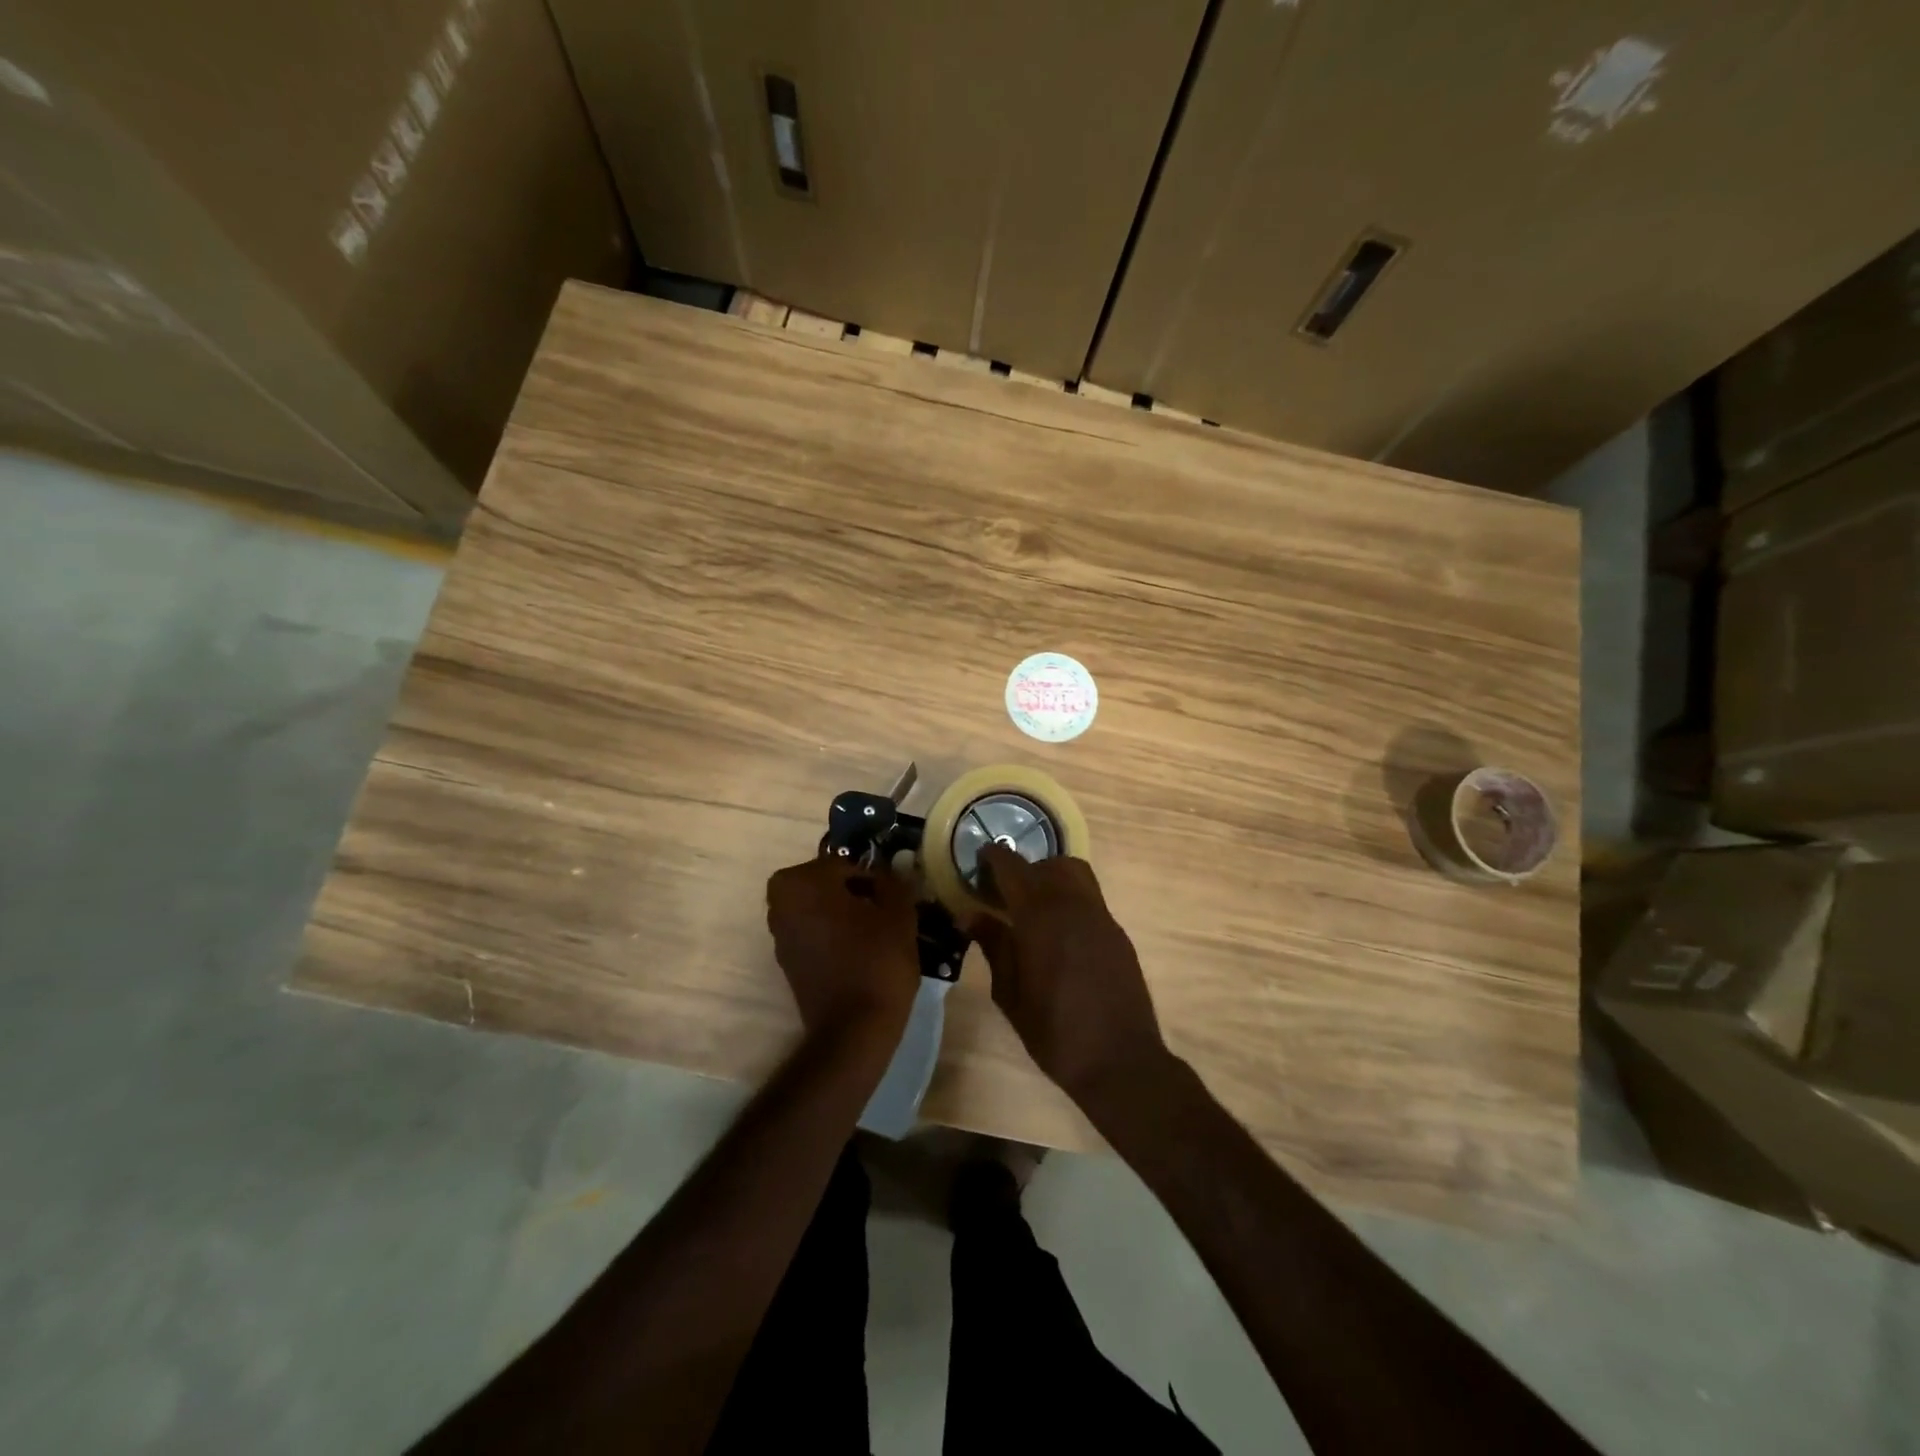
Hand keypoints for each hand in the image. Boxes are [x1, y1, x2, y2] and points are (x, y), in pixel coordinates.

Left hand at [766, 857, 918, 1038]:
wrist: (854, 1030)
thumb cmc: (877, 961)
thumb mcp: (898, 912)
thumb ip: (892, 881)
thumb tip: (886, 871)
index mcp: (801, 882)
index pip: (845, 863)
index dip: (873, 877)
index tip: (894, 894)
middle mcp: (780, 903)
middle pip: (827, 884)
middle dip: (855, 892)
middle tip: (886, 909)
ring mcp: (780, 934)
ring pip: (819, 908)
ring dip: (844, 913)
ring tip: (877, 931)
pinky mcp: (787, 961)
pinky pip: (814, 933)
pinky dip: (834, 935)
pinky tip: (862, 951)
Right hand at [970, 845, 1171, 1104]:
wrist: (1120, 1060)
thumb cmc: (1053, 1031)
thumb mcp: (1010, 993)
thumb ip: (993, 946)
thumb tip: (971, 915)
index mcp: (1040, 916)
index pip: (1013, 868)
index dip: (994, 857)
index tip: (979, 858)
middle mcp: (1073, 904)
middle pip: (1046, 864)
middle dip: (1022, 869)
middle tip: (1002, 890)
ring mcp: (1100, 916)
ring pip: (1074, 873)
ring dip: (1050, 877)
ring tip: (1032, 905)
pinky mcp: (1116, 932)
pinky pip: (1089, 897)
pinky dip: (1069, 897)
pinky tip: (1057, 930)